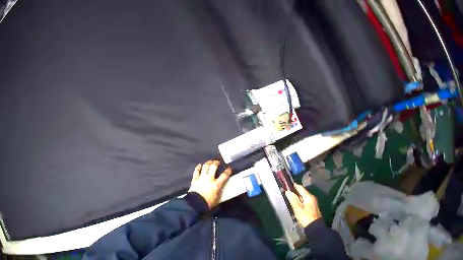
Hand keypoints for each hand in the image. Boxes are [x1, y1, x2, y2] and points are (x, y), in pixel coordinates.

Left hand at [188, 160, 231, 208]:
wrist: (196, 204)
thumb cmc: (208, 203)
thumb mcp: (218, 199)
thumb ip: (220, 192)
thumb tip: (221, 189)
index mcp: (217, 184)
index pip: (224, 175)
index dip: (228, 171)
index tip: (229, 169)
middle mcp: (209, 179)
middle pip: (213, 167)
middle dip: (216, 163)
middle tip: (217, 162)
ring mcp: (201, 178)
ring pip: (205, 167)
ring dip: (208, 163)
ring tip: (210, 162)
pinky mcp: (195, 179)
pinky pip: (196, 171)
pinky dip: (198, 167)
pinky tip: (199, 165)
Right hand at [285, 183, 320, 226]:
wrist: (314, 226)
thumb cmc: (306, 217)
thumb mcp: (298, 209)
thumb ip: (293, 200)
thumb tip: (288, 191)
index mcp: (309, 196)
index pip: (300, 188)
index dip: (294, 185)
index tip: (287, 184)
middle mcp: (312, 197)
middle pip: (302, 192)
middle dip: (295, 191)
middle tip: (287, 192)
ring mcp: (313, 202)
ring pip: (304, 197)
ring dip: (297, 197)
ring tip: (290, 197)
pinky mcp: (312, 207)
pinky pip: (305, 201)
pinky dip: (300, 201)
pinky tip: (296, 204)